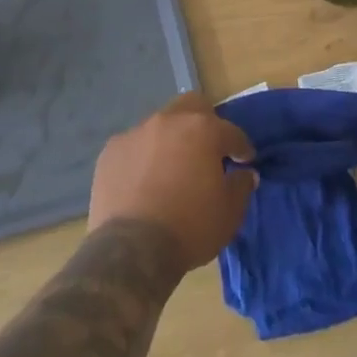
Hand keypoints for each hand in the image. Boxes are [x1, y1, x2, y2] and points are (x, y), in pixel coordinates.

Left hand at [89, 93, 256, 273]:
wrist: (131, 250)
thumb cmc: (190, 228)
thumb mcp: (229, 213)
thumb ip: (240, 186)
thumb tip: (244, 173)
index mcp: (202, 130)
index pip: (230, 131)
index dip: (241, 146)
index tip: (245, 160)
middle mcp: (168, 121)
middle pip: (191, 106)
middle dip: (204, 122)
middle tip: (208, 149)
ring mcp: (135, 133)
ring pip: (160, 125)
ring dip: (171, 140)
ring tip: (172, 167)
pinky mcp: (110, 152)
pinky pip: (134, 146)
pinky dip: (143, 157)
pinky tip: (143, 180)